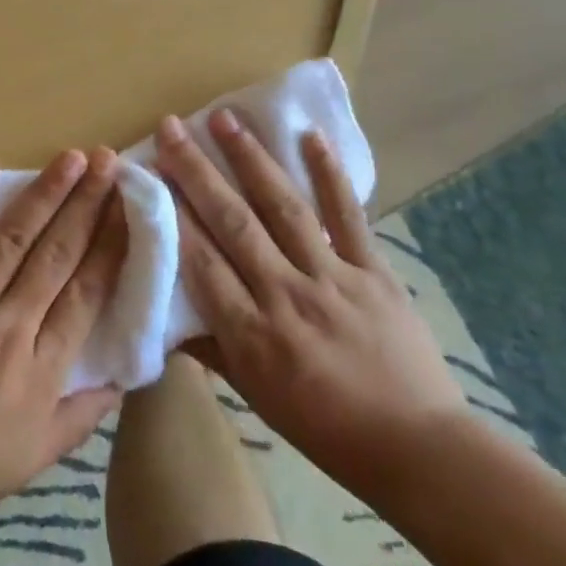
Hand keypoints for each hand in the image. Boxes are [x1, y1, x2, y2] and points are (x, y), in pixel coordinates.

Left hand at [0, 148, 127, 535]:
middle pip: (57, 255)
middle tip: (106, 161)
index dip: (111, 245)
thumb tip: (123, 377)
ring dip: (45, 194)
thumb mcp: (35, 458)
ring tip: (69, 158)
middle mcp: (10, 328)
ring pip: (13, 239)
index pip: (87, 293)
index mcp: (42, 370)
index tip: (128, 207)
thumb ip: (83, 416)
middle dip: (87, 204)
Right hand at [157, 111, 465, 498]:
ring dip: (250, 158)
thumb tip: (162, 316)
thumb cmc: (323, 426)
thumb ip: (207, 347)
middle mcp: (286, 295)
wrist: (417, 448)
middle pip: (233, 222)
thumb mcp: (254, 395)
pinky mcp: (373, 270)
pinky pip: (347, 215)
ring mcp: (332, 278)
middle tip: (171, 128)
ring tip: (224, 117)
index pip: (200, 261)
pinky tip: (309, 136)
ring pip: (283, 207)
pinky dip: (329, 174)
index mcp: (251, 333)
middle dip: (196, 171)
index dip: (171, 214)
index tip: (148, 172)